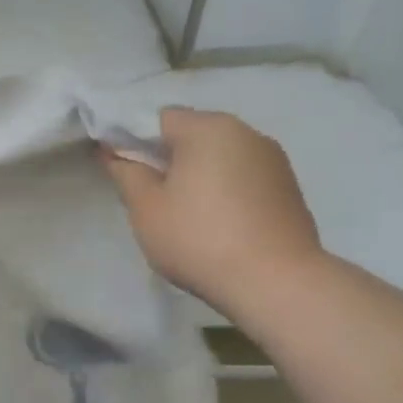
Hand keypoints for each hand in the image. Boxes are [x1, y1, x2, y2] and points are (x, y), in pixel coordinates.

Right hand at [101, 108, 322, 318]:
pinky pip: (242, 176)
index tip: (124, 172)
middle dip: (168, 158)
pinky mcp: (288, 187)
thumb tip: (114, 152)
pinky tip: (218, 223)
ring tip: (187, 214)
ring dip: (198, 174)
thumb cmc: (199, 238)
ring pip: (219, 156)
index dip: (134, 141)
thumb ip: (126, 172)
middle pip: (192, 134)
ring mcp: (273, 159)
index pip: (158, 119)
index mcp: (208, 128)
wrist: (276, 283)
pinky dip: (225, 190)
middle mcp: (245, 132)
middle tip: (152, 198)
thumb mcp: (146, 208)